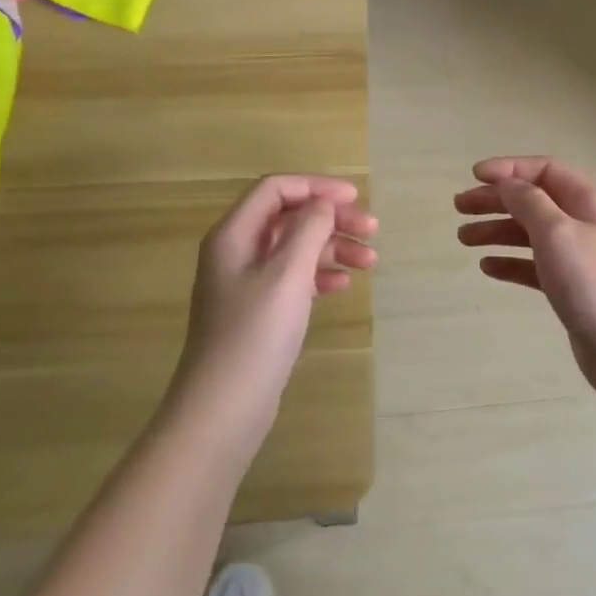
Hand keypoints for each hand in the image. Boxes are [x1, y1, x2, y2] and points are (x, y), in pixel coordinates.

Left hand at [177, 176, 376, 429]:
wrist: (223, 408)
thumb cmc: (255, 333)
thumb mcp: (287, 273)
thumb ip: (309, 229)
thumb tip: (323, 203)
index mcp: (234, 234)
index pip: (276, 189)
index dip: (316, 186)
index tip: (355, 198)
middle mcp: (237, 251)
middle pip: (289, 217)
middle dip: (331, 219)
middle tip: (373, 231)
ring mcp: (246, 283)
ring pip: (295, 248)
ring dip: (332, 248)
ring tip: (370, 262)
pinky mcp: (258, 311)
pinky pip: (294, 278)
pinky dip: (320, 275)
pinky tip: (344, 285)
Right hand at [455, 157, 595, 387]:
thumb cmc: (591, 282)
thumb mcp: (555, 231)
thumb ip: (528, 201)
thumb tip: (507, 183)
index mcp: (588, 200)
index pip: (544, 169)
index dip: (508, 168)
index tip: (473, 176)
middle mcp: (584, 222)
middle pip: (533, 200)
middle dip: (496, 200)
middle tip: (459, 207)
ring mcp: (578, 255)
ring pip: (530, 233)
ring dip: (497, 230)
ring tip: (464, 239)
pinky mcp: (570, 286)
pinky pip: (534, 265)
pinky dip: (510, 262)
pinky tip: (487, 267)